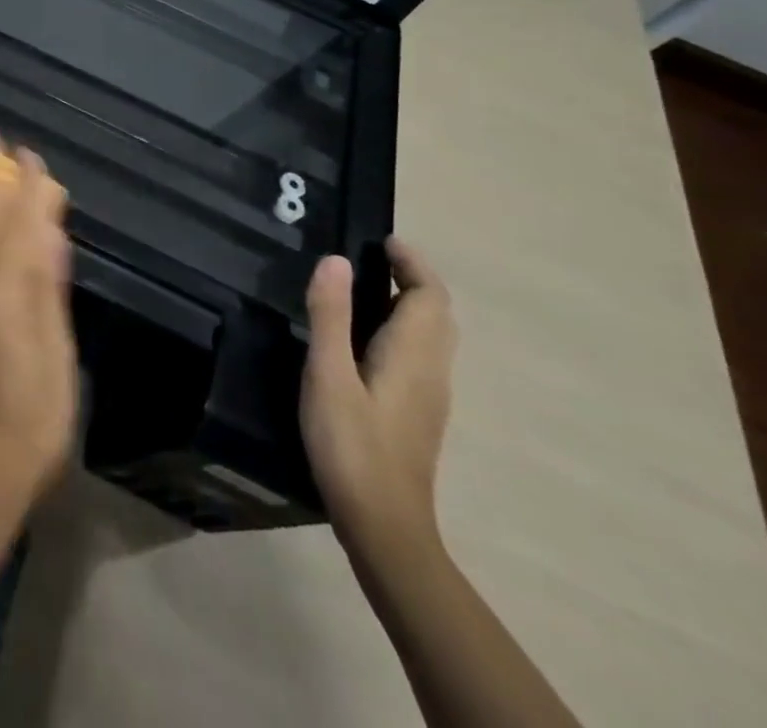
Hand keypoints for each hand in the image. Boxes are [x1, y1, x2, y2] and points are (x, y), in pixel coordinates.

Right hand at [300, 239, 455, 561]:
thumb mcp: (329, 375)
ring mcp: (430, 397)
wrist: (384, 527)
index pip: (430, 295)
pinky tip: (367, 343)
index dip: (412, 263)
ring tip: (365, 291)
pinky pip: (421, 357)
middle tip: (372, 260)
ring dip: (410, 305)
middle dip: (413, 280)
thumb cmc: (352, 446)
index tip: (383, 240)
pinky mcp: (418, 416)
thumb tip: (336, 260)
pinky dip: (403, 331)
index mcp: (414, 355)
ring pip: (433, 338)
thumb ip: (331, 316)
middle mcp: (432, 371)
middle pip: (438, 314)